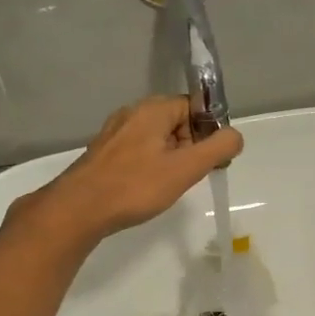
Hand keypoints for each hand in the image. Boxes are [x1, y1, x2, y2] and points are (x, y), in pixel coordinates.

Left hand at [13, 96, 242, 244]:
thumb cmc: (135, 186)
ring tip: (170, 185)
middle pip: (176, 121)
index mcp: (153, 109)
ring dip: (171, 158)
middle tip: (190, 175)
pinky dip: (150, 165)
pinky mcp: (104, 153)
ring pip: (156, 138)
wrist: (78, 209)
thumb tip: (235, 135)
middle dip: (190, 146)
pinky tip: (147, 188)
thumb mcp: (186, 168)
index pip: (194, 106)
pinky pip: (138, 151)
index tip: (211, 159)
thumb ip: (217, 148)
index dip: (208, 130)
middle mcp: (132, 113)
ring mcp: (115, 133)